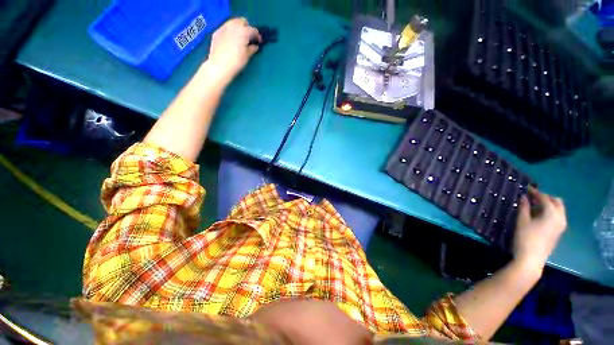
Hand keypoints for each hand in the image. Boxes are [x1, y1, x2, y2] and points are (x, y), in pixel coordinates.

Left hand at [205, 18, 261, 84]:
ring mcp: (223, 28)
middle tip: (249, 38)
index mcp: (243, 31)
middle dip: (247, 28)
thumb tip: (255, 46)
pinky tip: (231, 40)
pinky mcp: (217, 32)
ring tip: (240, 38)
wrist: (219, 66)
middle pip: (242, 21)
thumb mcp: (247, 56)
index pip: (253, 30)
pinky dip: (230, 32)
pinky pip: (225, 28)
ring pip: (233, 23)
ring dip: (238, 28)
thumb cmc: (236, 62)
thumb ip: (252, 49)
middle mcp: (233, 26)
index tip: (259, 42)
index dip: (258, 36)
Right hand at [513, 187, 566, 273]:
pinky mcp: (558, 232)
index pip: (545, 198)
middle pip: (557, 202)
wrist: (531, 259)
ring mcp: (561, 226)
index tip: (527, 188)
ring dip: (548, 205)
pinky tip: (539, 215)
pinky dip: (550, 212)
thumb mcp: (522, 221)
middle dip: (546, 197)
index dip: (535, 192)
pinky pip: (557, 216)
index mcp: (552, 214)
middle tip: (533, 196)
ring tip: (535, 205)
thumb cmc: (525, 238)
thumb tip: (524, 197)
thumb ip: (524, 207)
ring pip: (558, 209)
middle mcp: (561, 218)